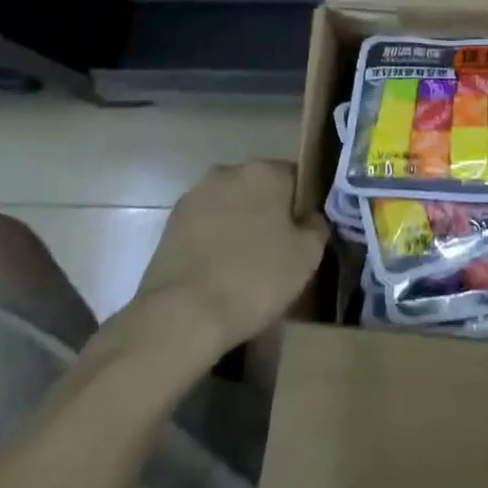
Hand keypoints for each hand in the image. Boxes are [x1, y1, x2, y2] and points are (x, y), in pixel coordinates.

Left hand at [126, 159, 327, 355]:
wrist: (182, 315)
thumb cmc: (256, 279)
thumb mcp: (307, 256)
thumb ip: (317, 226)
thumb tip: (310, 217)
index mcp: (265, 171)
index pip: (296, 177)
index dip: (303, 205)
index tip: (304, 234)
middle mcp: (228, 172)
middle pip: (259, 189)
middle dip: (268, 213)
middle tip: (277, 250)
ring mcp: (195, 196)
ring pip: (230, 206)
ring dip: (239, 225)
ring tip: (245, 265)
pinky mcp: (170, 224)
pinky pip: (205, 226)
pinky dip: (213, 241)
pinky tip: (219, 272)